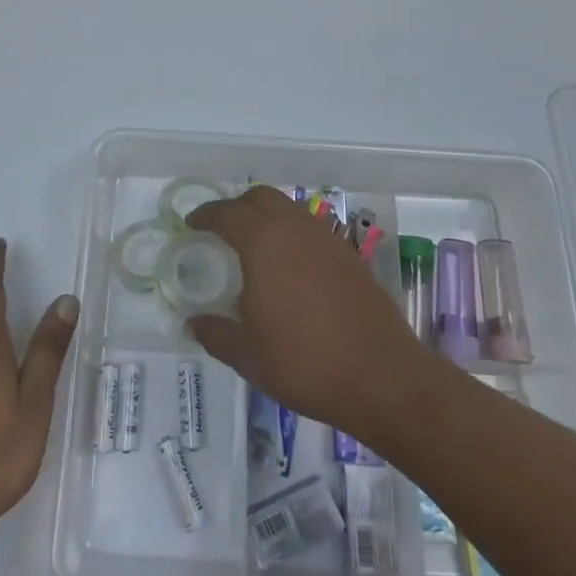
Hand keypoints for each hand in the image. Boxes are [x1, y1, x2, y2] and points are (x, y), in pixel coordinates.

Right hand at [186, 188, 436, 442]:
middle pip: (262, 198)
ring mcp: (329, 240)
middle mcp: (297, 229)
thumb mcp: (247, 355)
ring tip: (256, 246)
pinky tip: (291, 268)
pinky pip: (313, 231)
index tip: (192, 223)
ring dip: (269, 217)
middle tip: (223, 228)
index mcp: (265, 242)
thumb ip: (216, 333)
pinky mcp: (351, 258)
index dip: (206, 215)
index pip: (228, 214)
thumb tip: (193, 322)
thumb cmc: (304, 362)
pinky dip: (294, 236)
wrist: (382, 378)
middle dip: (238, 206)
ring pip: (291, 211)